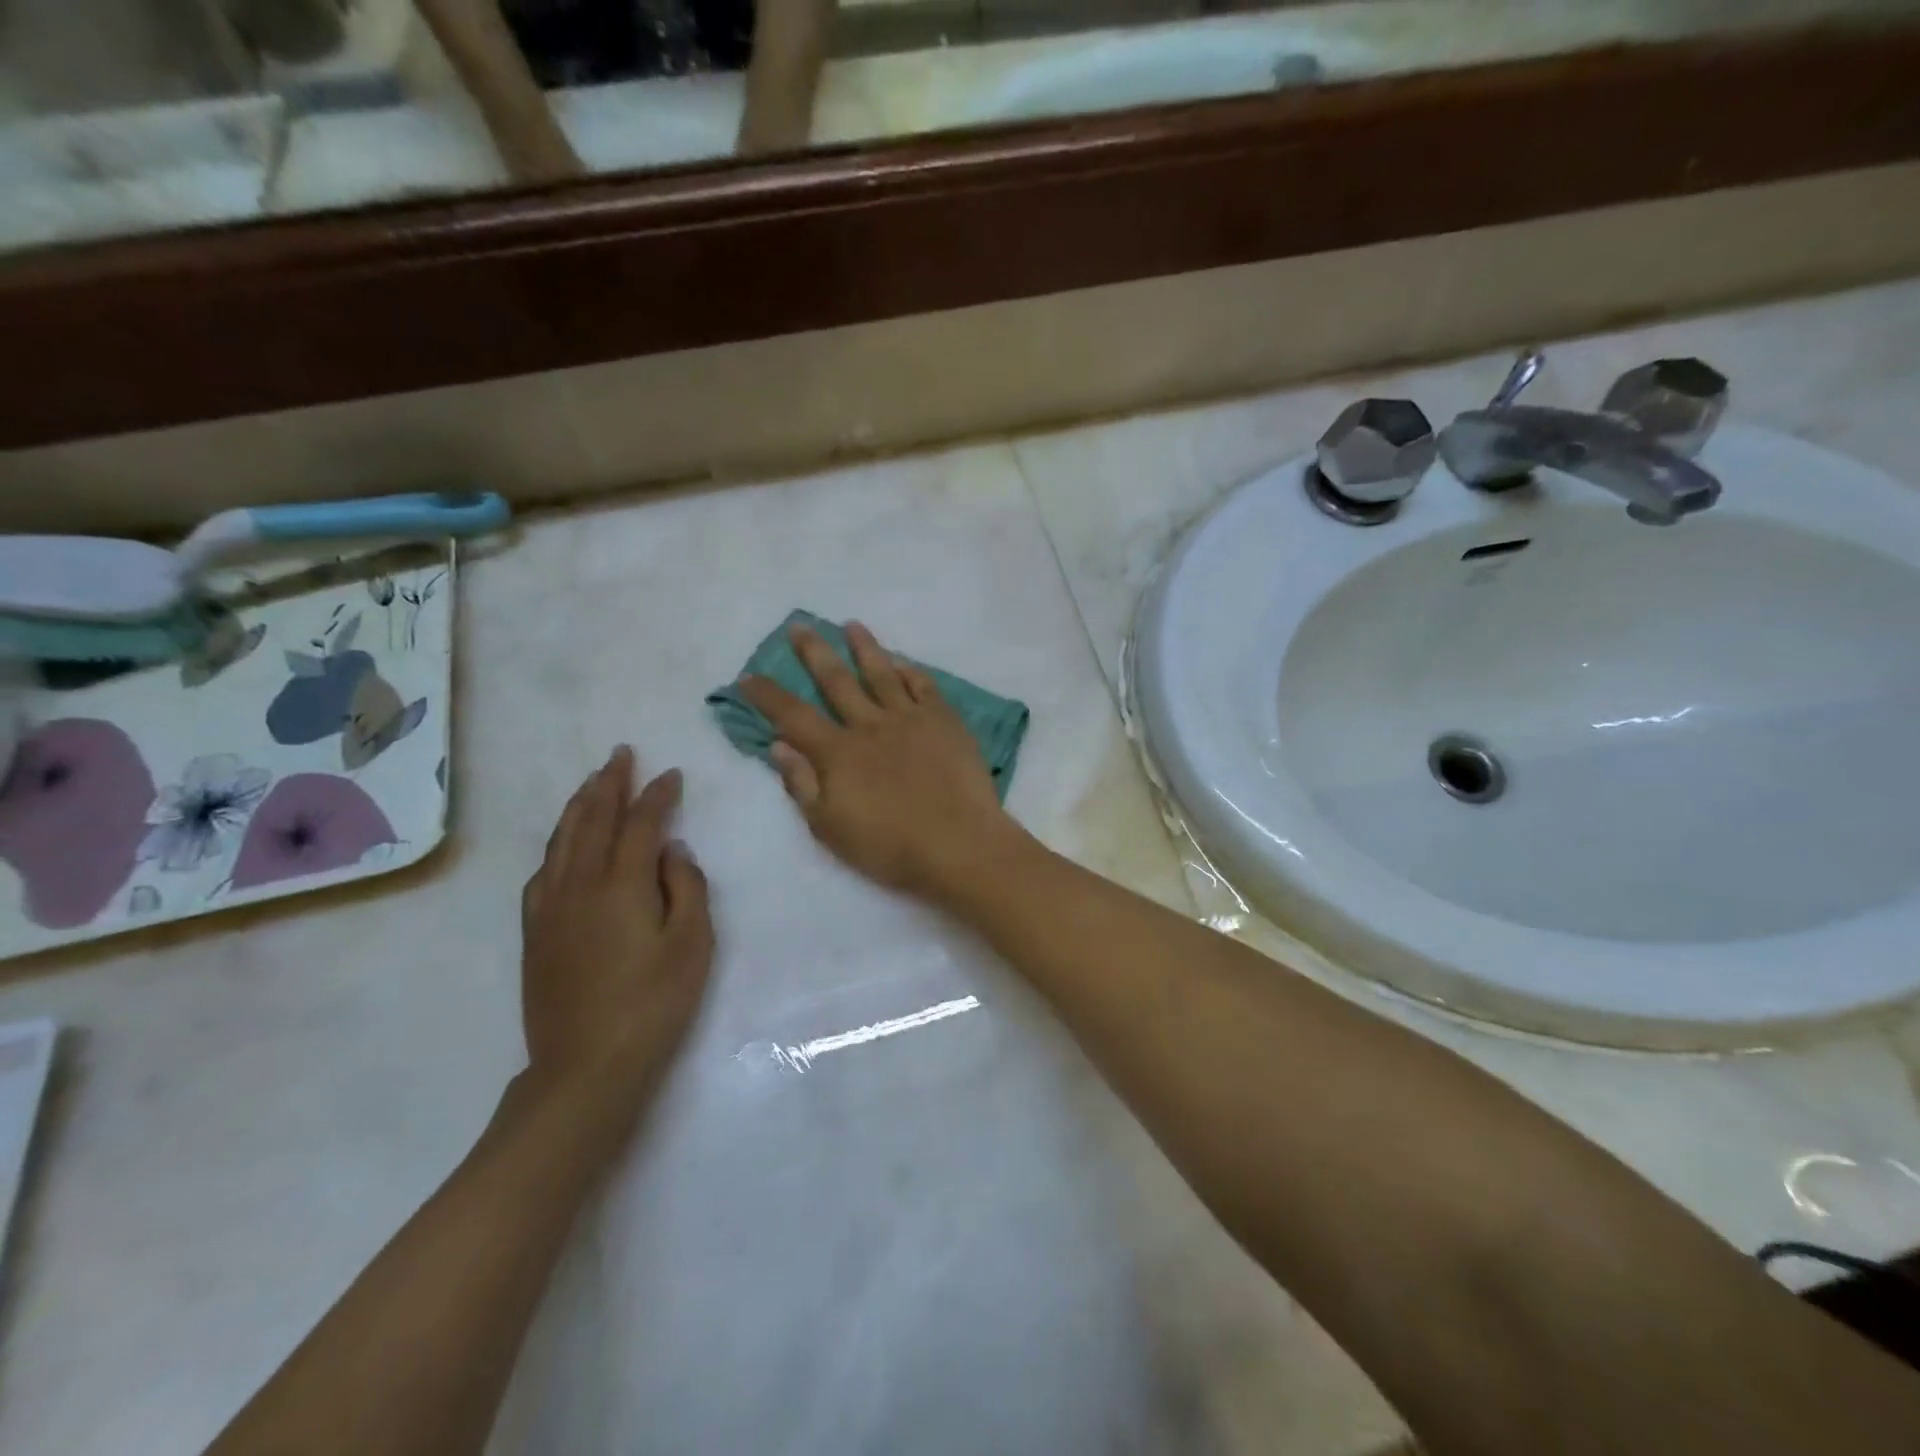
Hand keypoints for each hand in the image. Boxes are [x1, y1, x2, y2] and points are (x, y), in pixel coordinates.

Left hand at [520, 747, 712, 1115]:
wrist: (586, 1066)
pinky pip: (542, 872)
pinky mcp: (535, 933)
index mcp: (622, 884)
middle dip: (609, 783)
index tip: (671, 774)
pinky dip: (556, 845)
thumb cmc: (653, 1003)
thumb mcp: (692, 945)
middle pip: (592, 820)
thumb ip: (686, 888)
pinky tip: (562, 845)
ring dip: (579, 806)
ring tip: (592, 783)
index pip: (640, 824)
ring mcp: (551, 908)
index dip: (656, 795)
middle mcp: (580, 884)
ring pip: (562, 841)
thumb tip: (672, 850)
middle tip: (620, 754)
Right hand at [740, 622, 1022, 897]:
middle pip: (836, 680)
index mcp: (838, 752)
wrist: (959, 844)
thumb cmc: (890, 846)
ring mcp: (911, 718)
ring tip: (851, 625)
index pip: (793, 715)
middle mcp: (870, 725)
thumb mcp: (830, 827)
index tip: (748, 676)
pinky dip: (910, 670)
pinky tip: (902, 661)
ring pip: (882, 673)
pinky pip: (924, 686)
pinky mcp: (945, 721)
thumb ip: (802, 784)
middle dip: (814, 652)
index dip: (767, 695)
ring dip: (864, 647)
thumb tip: (778, 745)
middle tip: (800, 626)